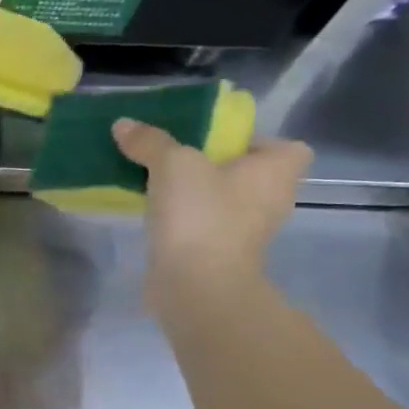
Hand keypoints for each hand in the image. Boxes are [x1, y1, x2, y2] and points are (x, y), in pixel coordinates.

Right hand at [112, 117, 312, 308]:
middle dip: (214, 165)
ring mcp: (246, 230)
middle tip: (175, 157)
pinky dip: (184, 217)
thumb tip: (124, 124)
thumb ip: (150, 141)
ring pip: (222, 199)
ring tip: (156, 182)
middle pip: (247, 173)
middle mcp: (271, 199)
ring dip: (196, 192)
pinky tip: (154, 212)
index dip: (253, 141)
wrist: (196, 283)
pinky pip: (203, 222)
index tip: (215, 142)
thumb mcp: (172, 163)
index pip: (285, 147)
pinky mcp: (219, 252)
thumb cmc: (201, 214)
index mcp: (277, 171)